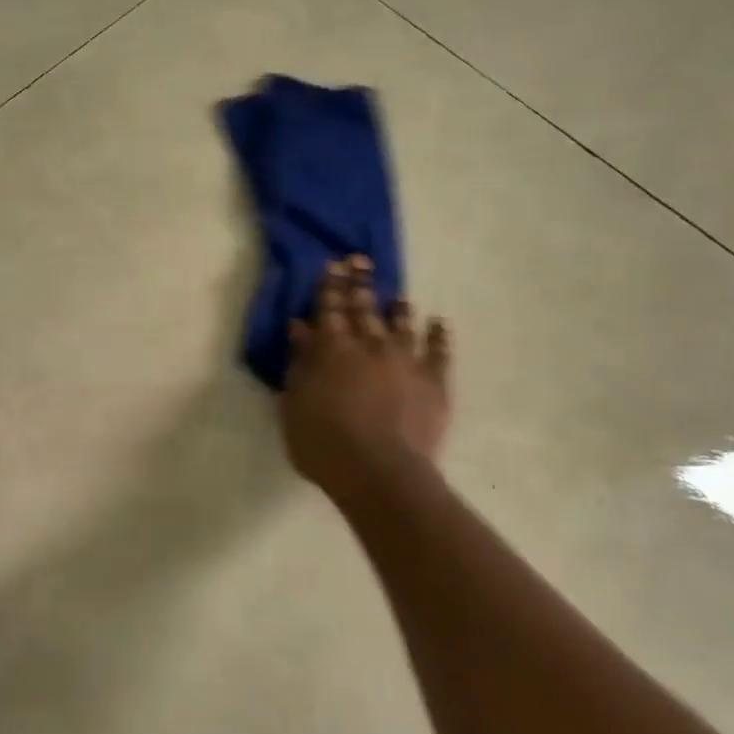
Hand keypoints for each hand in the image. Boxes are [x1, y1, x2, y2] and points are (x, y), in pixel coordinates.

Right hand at [280, 257, 450, 497]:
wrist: (380, 472)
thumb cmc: (324, 444)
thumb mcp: (294, 405)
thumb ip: (299, 364)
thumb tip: (300, 328)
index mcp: (333, 350)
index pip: (330, 308)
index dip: (330, 285)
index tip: (333, 264)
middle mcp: (371, 346)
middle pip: (365, 308)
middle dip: (361, 283)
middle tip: (361, 261)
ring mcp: (407, 361)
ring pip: (403, 325)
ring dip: (399, 308)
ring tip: (399, 295)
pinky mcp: (434, 382)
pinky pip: (439, 352)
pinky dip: (439, 336)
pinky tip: (439, 324)